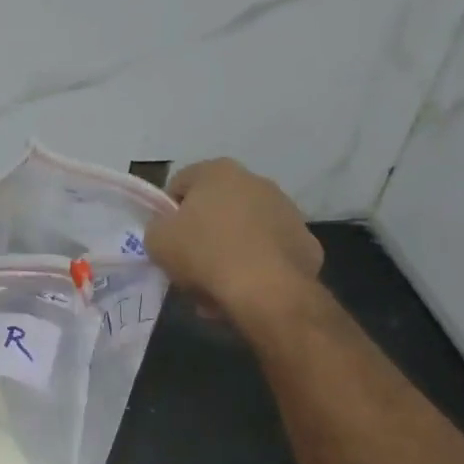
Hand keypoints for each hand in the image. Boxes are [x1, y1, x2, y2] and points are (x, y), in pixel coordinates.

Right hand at [145, 159, 322, 324]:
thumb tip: (168, 229)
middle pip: (215, 208)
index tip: (166, 239)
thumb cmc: (205, 254)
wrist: (268, 291)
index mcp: (218, 171)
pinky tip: (245, 291)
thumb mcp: (157, 240)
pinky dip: (256, 267)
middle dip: (202, 233)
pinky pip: (269, 253)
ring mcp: (287, 211)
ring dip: (228, 252)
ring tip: (216, 286)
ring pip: (243, 231)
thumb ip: (157, 227)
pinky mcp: (306, 242)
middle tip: (189, 265)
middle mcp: (256, 181)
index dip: (167, 213)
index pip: (179, 184)